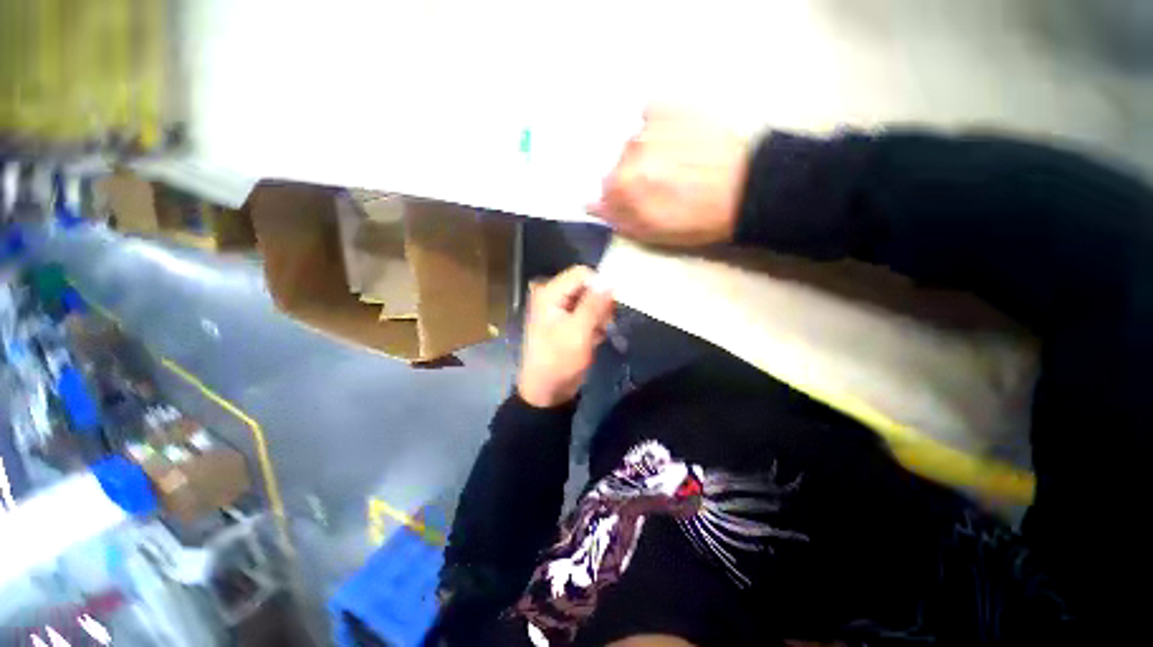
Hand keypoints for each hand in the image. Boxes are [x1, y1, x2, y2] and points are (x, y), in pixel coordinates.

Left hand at [517, 266, 614, 407]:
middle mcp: (553, 295)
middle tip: (604, 324)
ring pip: (590, 300)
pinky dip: (594, 324)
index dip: (599, 286)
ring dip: (599, 316)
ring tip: (598, 333)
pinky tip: (593, 338)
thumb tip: (610, 280)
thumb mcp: (578, 332)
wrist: (547, 390)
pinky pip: (587, 312)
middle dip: (600, 304)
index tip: (611, 306)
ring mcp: (559, 308)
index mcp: (549, 293)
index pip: (582, 274)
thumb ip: (594, 305)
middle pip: (586, 286)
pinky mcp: (566, 321)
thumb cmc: (559, 361)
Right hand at [588, 107, 750, 245]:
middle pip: (618, 166)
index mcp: (623, 184)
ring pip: (634, 143)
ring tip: (675, 165)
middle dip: (633, 178)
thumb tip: (590, 205)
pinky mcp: (672, 108)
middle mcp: (629, 151)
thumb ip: (617, 218)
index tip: (638, 204)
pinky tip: (674, 140)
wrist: (746, 188)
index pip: (604, 192)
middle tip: (662, 186)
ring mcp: (650, 126)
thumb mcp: (652, 232)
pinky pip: (650, 113)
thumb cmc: (697, 220)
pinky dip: (655, 126)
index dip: (620, 201)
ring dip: (646, 154)